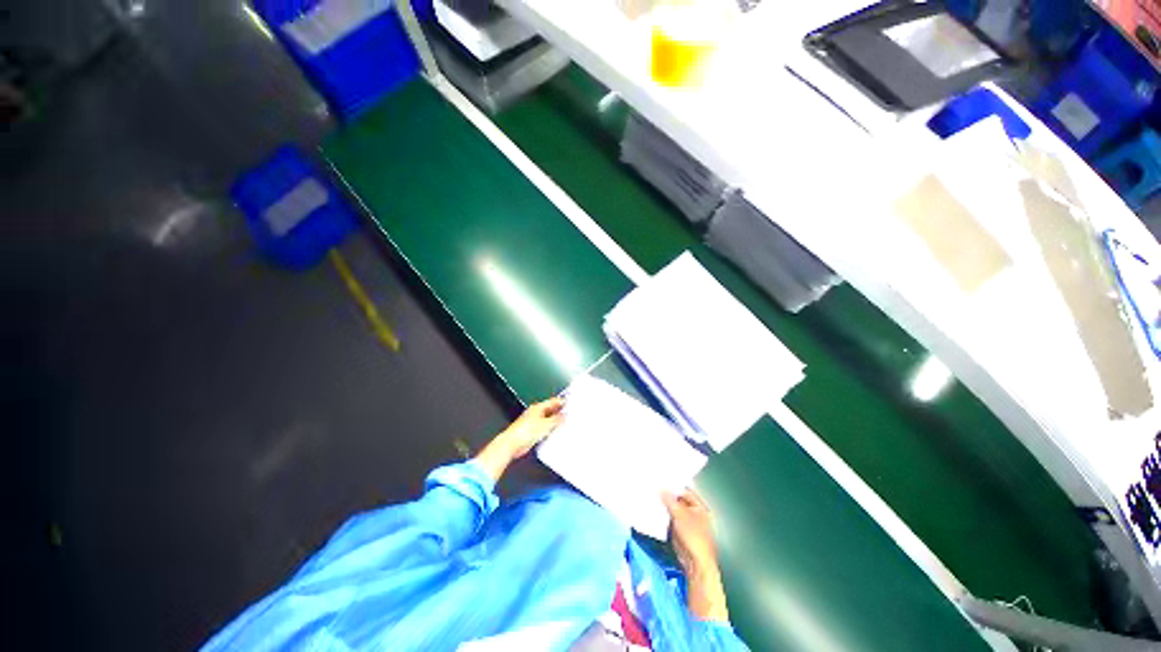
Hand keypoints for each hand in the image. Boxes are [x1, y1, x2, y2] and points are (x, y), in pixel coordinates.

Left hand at [474, 397, 563, 480]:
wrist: (512, 444)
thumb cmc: (523, 432)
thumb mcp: (546, 424)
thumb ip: (556, 419)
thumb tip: (564, 416)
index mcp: (537, 407)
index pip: (553, 401)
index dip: (562, 402)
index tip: (570, 405)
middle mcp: (535, 414)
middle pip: (550, 410)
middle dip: (559, 413)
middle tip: (569, 415)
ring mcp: (533, 423)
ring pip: (547, 420)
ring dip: (555, 422)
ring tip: (564, 425)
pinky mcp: (532, 432)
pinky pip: (544, 429)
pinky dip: (549, 430)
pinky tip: (554, 434)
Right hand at [664, 488, 728, 621]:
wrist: (696, 564)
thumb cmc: (693, 537)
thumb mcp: (680, 514)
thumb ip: (670, 500)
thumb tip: (661, 489)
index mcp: (700, 507)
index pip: (685, 491)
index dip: (674, 486)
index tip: (661, 481)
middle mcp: (695, 514)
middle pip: (679, 501)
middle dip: (668, 497)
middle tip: (654, 489)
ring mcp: (687, 524)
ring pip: (674, 511)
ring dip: (664, 507)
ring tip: (652, 498)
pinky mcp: (680, 533)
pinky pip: (670, 521)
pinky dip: (664, 517)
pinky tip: (655, 513)